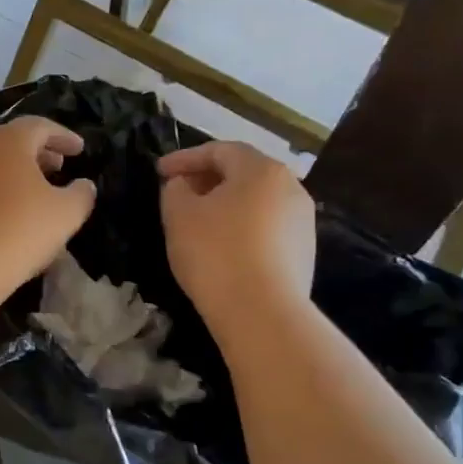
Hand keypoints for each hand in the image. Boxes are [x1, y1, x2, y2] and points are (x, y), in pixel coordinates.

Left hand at [0, 116, 95, 304]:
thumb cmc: (19, 231)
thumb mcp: (66, 213)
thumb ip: (82, 193)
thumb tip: (83, 184)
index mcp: (8, 140)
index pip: (40, 126)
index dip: (63, 136)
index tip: (79, 150)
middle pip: (13, 140)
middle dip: (39, 151)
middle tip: (59, 166)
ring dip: (17, 170)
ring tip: (38, 189)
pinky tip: (10, 209)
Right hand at [159, 141, 314, 333]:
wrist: (262, 312)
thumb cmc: (215, 252)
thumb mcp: (178, 214)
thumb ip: (175, 189)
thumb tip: (184, 185)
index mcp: (261, 170)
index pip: (219, 150)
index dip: (185, 157)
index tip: (158, 172)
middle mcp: (290, 187)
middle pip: (243, 172)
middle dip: (207, 178)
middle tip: (177, 192)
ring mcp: (302, 221)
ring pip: (256, 200)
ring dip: (225, 203)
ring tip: (197, 220)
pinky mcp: (304, 251)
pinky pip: (266, 226)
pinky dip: (241, 226)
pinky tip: (221, 246)